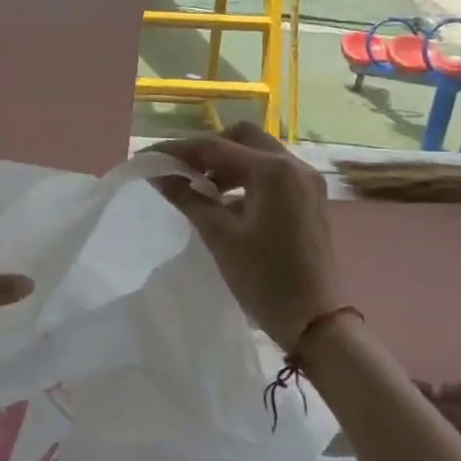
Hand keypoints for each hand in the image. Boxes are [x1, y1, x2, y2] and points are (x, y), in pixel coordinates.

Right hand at [153, 122, 344, 351]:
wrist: (314, 321)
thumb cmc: (264, 277)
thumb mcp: (219, 235)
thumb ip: (187, 197)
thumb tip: (157, 174)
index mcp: (274, 170)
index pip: (215, 146)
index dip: (176, 150)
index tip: (147, 158)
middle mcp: (294, 166)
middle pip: (241, 138)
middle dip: (206, 150)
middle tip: (179, 170)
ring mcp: (306, 182)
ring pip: (257, 154)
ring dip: (226, 164)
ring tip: (197, 187)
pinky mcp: (308, 199)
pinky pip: (271, 174)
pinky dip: (244, 178)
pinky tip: (224, 202)